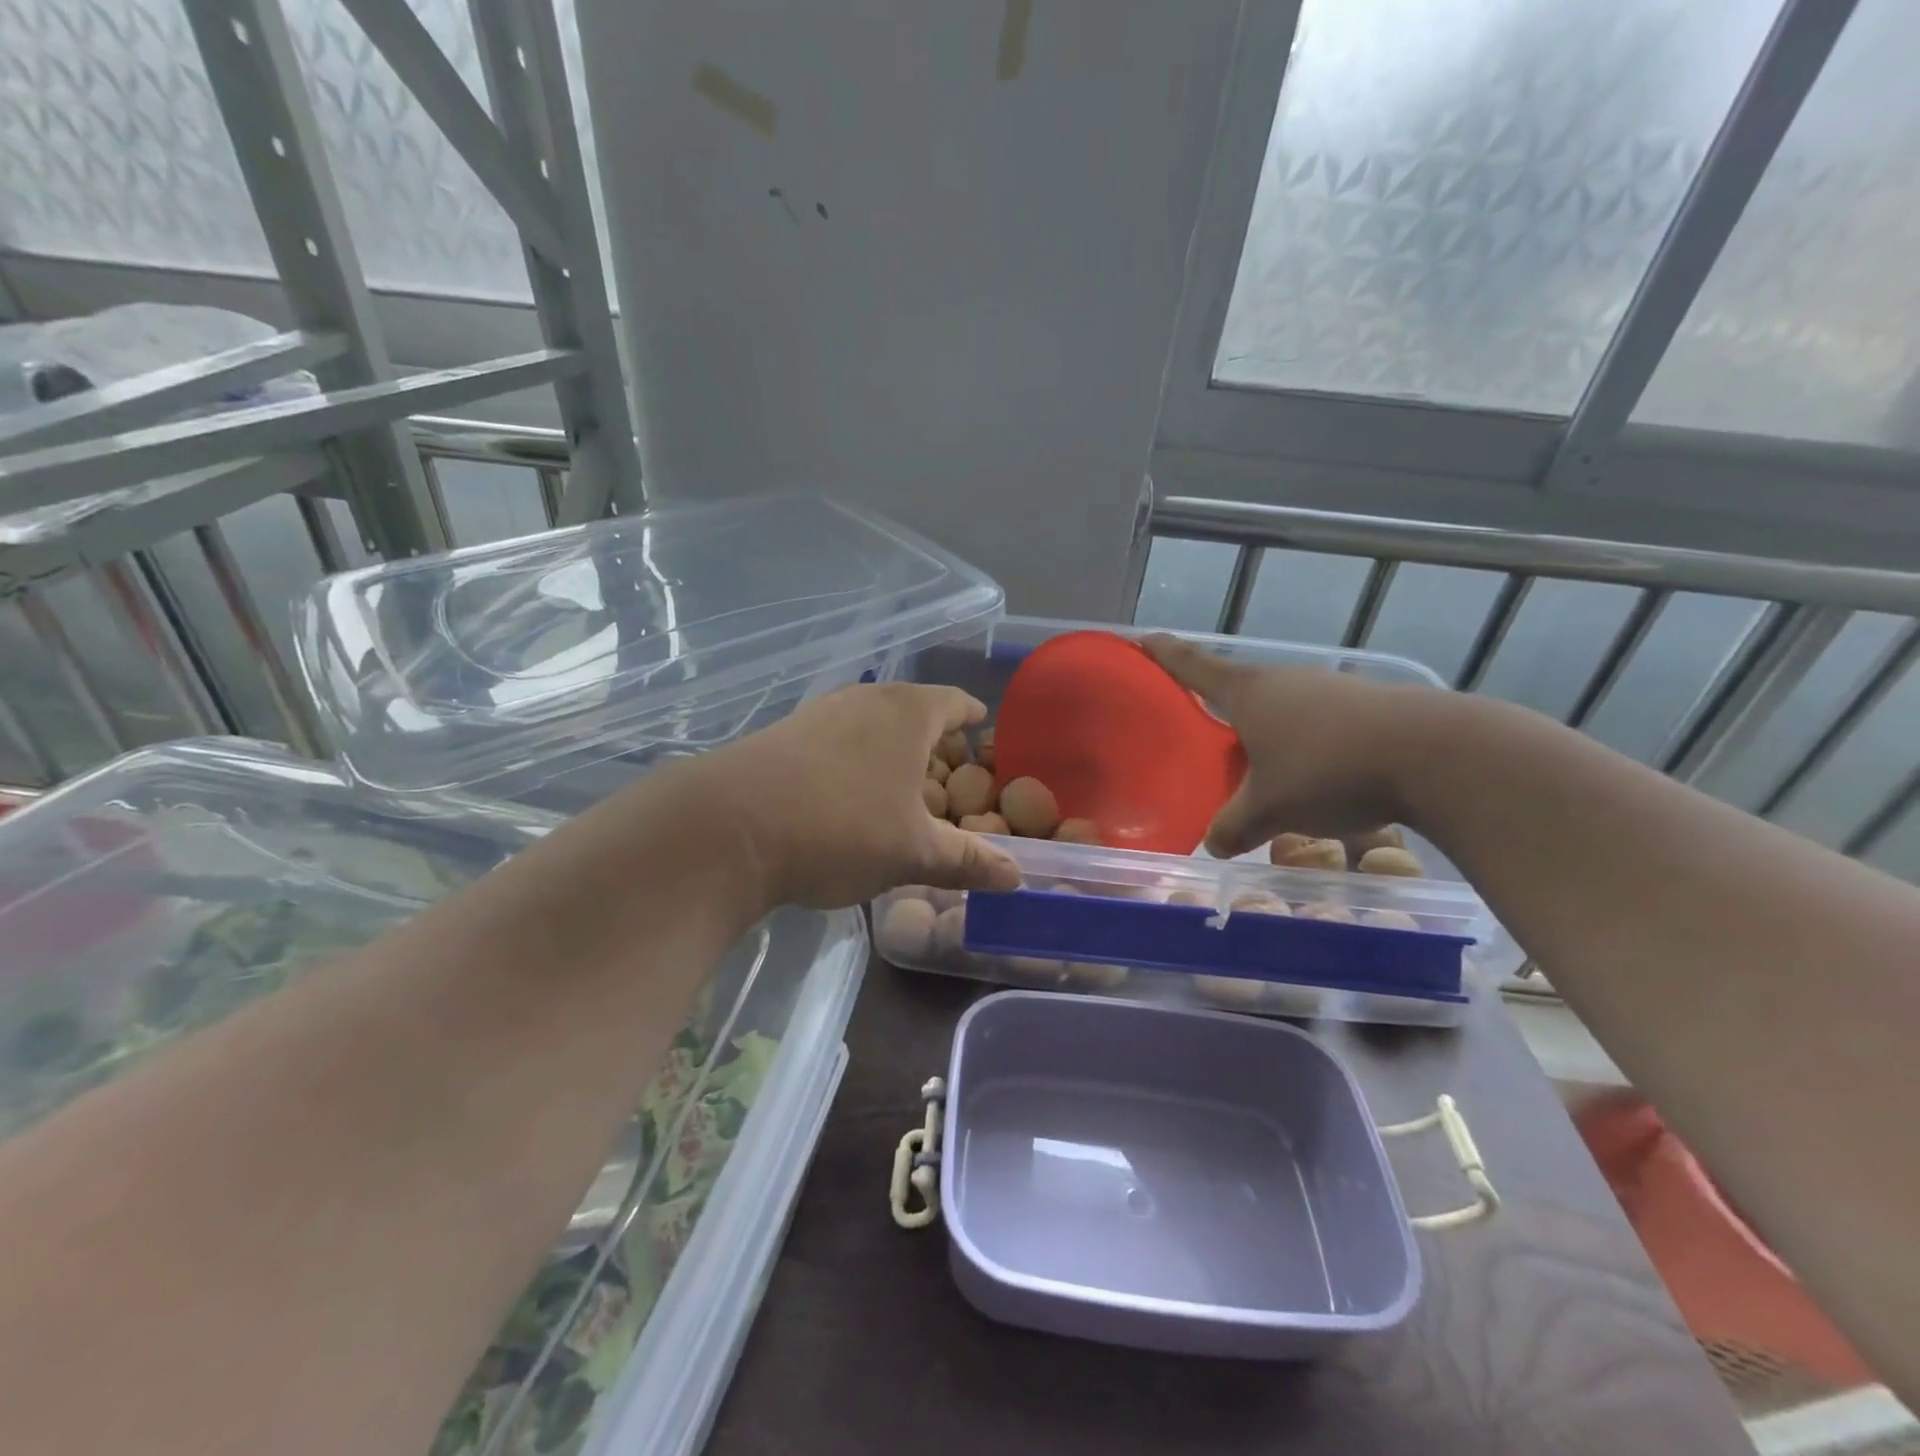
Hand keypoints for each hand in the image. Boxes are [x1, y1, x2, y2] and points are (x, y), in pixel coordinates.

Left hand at [697, 683, 1022, 909]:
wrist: (729, 827)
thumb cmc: (842, 828)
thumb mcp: (913, 853)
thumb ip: (968, 861)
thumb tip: (1017, 877)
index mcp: (908, 712)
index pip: (954, 703)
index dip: (972, 718)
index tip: (982, 729)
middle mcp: (865, 699)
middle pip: (911, 709)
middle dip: (931, 738)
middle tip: (947, 770)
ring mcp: (819, 712)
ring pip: (870, 723)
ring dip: (888, 748)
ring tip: (899, 784)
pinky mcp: (782, 734)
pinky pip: (835, 739)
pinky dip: (853, 759)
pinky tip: (845, 794)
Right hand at [1143, 634, 1439, 856]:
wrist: (1437, 756)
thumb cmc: (1329, 771)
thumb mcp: (1270, 809)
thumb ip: (1233, 826)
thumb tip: (1214, 844)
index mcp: (1249, 693)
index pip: (1193, 666)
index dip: (1164, 654)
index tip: (1142, 639)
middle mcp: (1285, 680)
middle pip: (1238, 688)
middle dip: (1218, 709)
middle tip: (1201, 736)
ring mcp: (1329, 689)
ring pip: (1280, 708)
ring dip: (1265, 732)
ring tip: (1259, 768)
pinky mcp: (1366, 705)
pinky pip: (1316, 721)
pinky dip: (1302, 743)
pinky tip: (1313, 775)